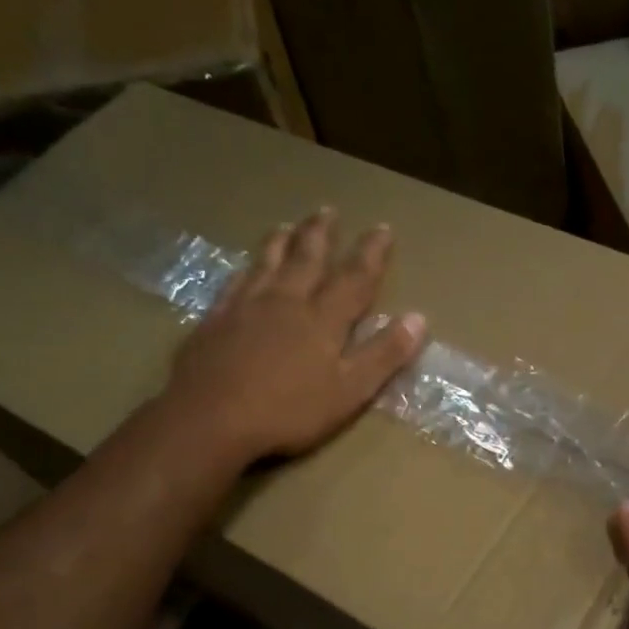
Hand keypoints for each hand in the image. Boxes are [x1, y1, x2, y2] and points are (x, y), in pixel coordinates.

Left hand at [164, 209, 425, 462]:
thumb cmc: (288, 411)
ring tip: (286, 225)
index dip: (371, 253)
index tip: (383, 228)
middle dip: (321, 234)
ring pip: (267, 263)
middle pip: (307, 259)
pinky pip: (234, 283)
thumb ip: (383, 354)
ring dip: (281, 242)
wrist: (210, 418)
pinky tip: (243, 268)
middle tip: (328, 209)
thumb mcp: (350, 390)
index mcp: (323, 319)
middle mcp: (285, 302)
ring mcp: (245, 308)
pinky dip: (244, 269)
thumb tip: (418, 318)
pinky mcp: (214, 321)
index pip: (354, 278)